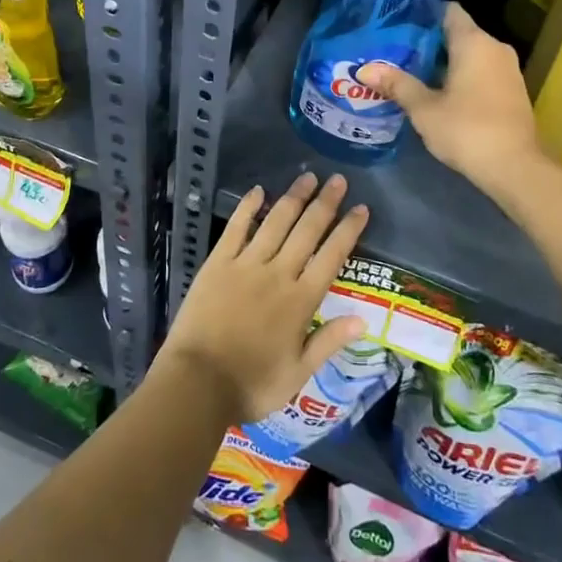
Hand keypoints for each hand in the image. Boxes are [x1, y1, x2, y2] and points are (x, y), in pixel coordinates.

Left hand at [158, 172, 367, 424]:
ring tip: (307, 177)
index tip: (361, 208)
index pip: (331, 257)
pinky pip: (236, 229)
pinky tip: (258, 191)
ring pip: (276, 223)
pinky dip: (248, 208)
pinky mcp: (218, 263)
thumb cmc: (251, 385)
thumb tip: (364, 318)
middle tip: (338, 180)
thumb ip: (328, 342)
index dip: (348, 230)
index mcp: (300, 301)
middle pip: (307, 231)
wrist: (197, 384)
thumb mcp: (298, 374)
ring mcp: (246, 265)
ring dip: (293, 198)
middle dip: (325, 203)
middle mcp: (278, 274)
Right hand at [358, 3, 542, 203]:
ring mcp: (508, 70)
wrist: (515, 168)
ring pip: (471, 55)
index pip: (448, 10)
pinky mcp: (513, 91)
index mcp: (474, 42)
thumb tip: (365, 69)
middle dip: (428, 42)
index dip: (423, 14)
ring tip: (411, 73)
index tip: (399, 25)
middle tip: (395, 52)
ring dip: (444, 62)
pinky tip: (438, 93)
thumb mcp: (424, 108)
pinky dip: (461, 77)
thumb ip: (397, 84)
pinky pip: (482, 72)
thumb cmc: (467, 129)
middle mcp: (495, 48)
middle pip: (458, 33)